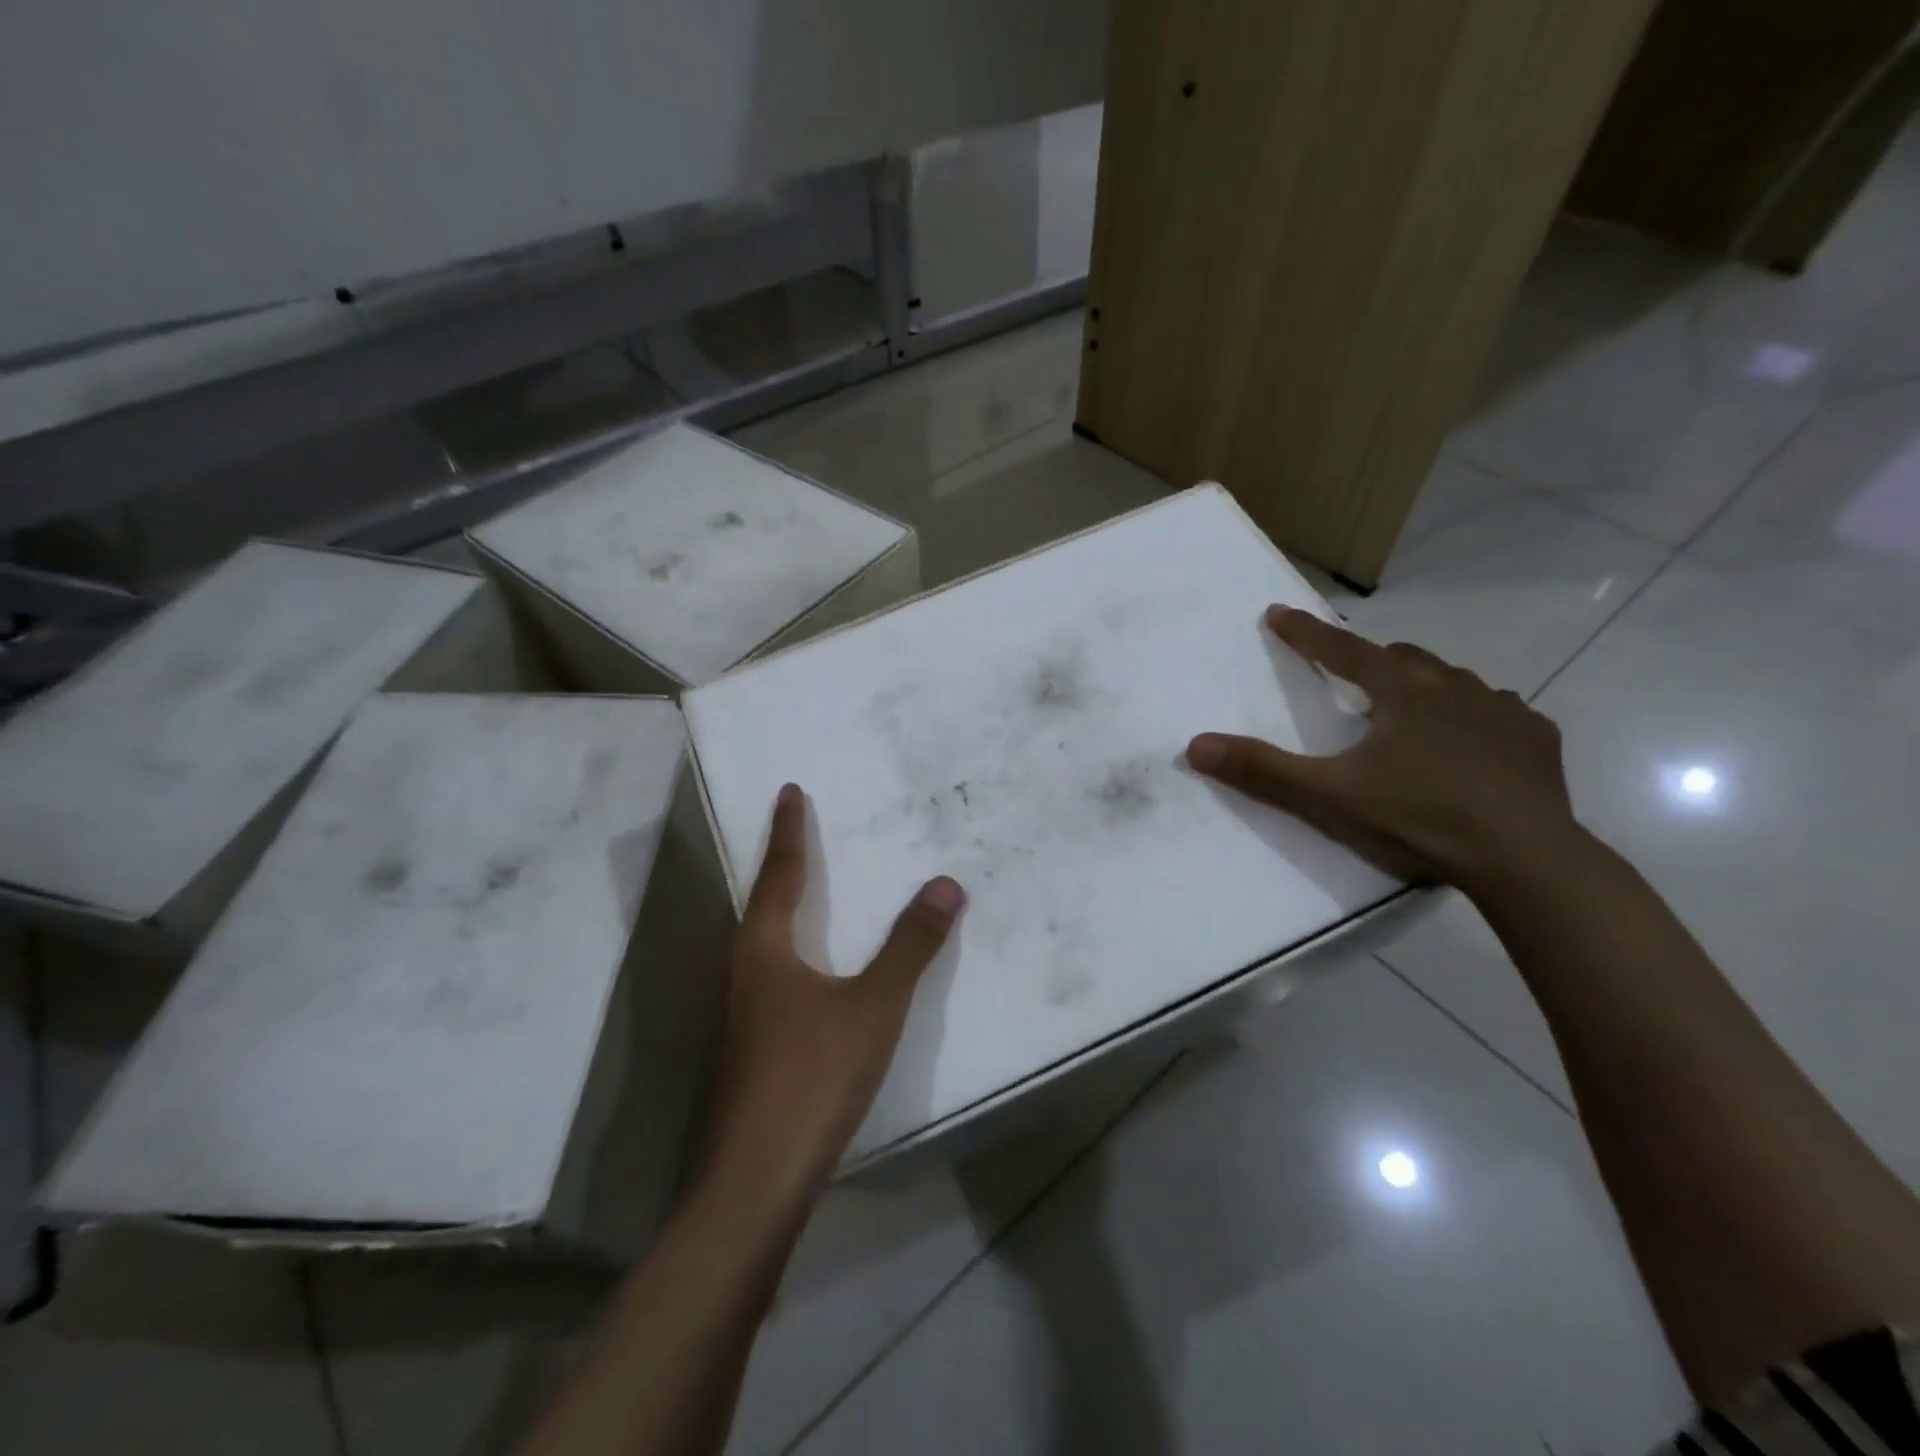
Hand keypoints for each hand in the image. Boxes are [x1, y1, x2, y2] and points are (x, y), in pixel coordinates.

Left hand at [700, 783, 964, 1204]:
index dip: (789, 831)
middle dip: (782, 863)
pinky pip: (774, 977)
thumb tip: (945, 885)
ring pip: (763, 943)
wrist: (757, 1181)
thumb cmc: (813, 1076)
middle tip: (797, 831)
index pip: (781, 873)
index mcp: (765, 950)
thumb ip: (910, 946)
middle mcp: (745, 973)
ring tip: (805, 891)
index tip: (789, 791)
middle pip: (762, 903)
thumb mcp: (874, 1005)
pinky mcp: (752, 1050)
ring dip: (783, 909)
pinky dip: (794, 952)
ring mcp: (743, 1015)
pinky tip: (812, 974)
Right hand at [1187, 607, 1580, 891]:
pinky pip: (1497, 712)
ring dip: (1424, 686)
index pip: (1342, 650)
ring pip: (1453, 680)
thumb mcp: (1330, 795)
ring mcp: (1501, 709)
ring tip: (1410, 712)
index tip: (1279, 612)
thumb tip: (1196, 745)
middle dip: (1371, 661)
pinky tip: (1472, 744)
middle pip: (1402, 658)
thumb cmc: (1420, 817)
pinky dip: (1474, 716)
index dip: (1306, 633)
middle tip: (1352, 679)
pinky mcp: (1535, 738)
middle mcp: (1452, 686)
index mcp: (1401, 692)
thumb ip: (1264, 769)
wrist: (1525, 858)